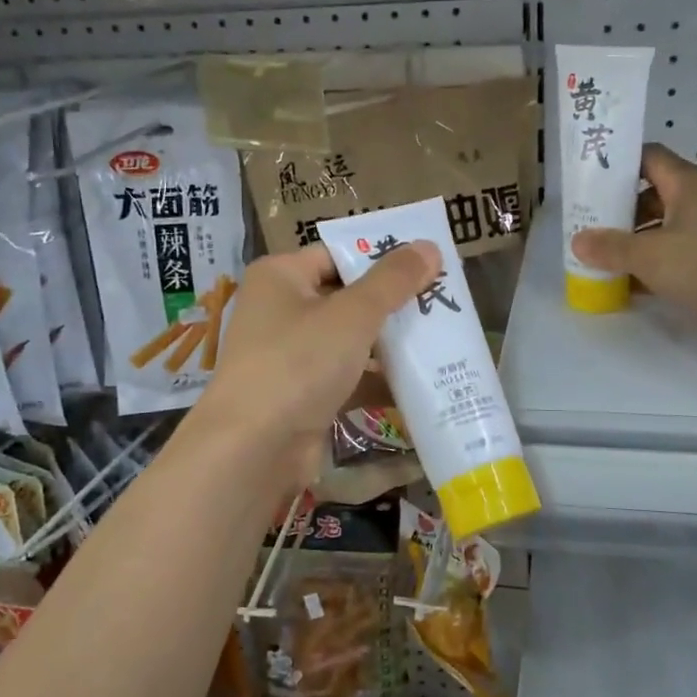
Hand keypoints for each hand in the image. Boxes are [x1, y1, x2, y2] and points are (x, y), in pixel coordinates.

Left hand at [190, 241, 441, 489]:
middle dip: (393, 303)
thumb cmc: (298, 363)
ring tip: (443, 338)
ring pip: (350, 340)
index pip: (338, 254)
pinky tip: (422, 383)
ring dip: (391, 343)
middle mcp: (280, 310)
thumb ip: (393, 280)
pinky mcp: (302, 394)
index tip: (428, 263)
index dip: (382, 256)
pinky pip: (348, 377)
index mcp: (280, 276)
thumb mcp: (353, 315)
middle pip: (346, 296)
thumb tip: (430, 245)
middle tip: (444, 300)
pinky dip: (378, 380)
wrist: (253, 450)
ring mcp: (290, 355)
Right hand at [571, 144, 696, 337]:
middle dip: (622, 211)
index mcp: (686, 183)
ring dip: (636, 243)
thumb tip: (578, 242)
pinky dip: (654, 268)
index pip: (648, 157)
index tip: (592, 180)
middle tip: (591, 226)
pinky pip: (677, 257)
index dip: (620, 164)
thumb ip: (609, 247)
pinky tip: (629, 285)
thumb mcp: (646, 253)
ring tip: (603, 258)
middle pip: (653, 196)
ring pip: (665, 229)